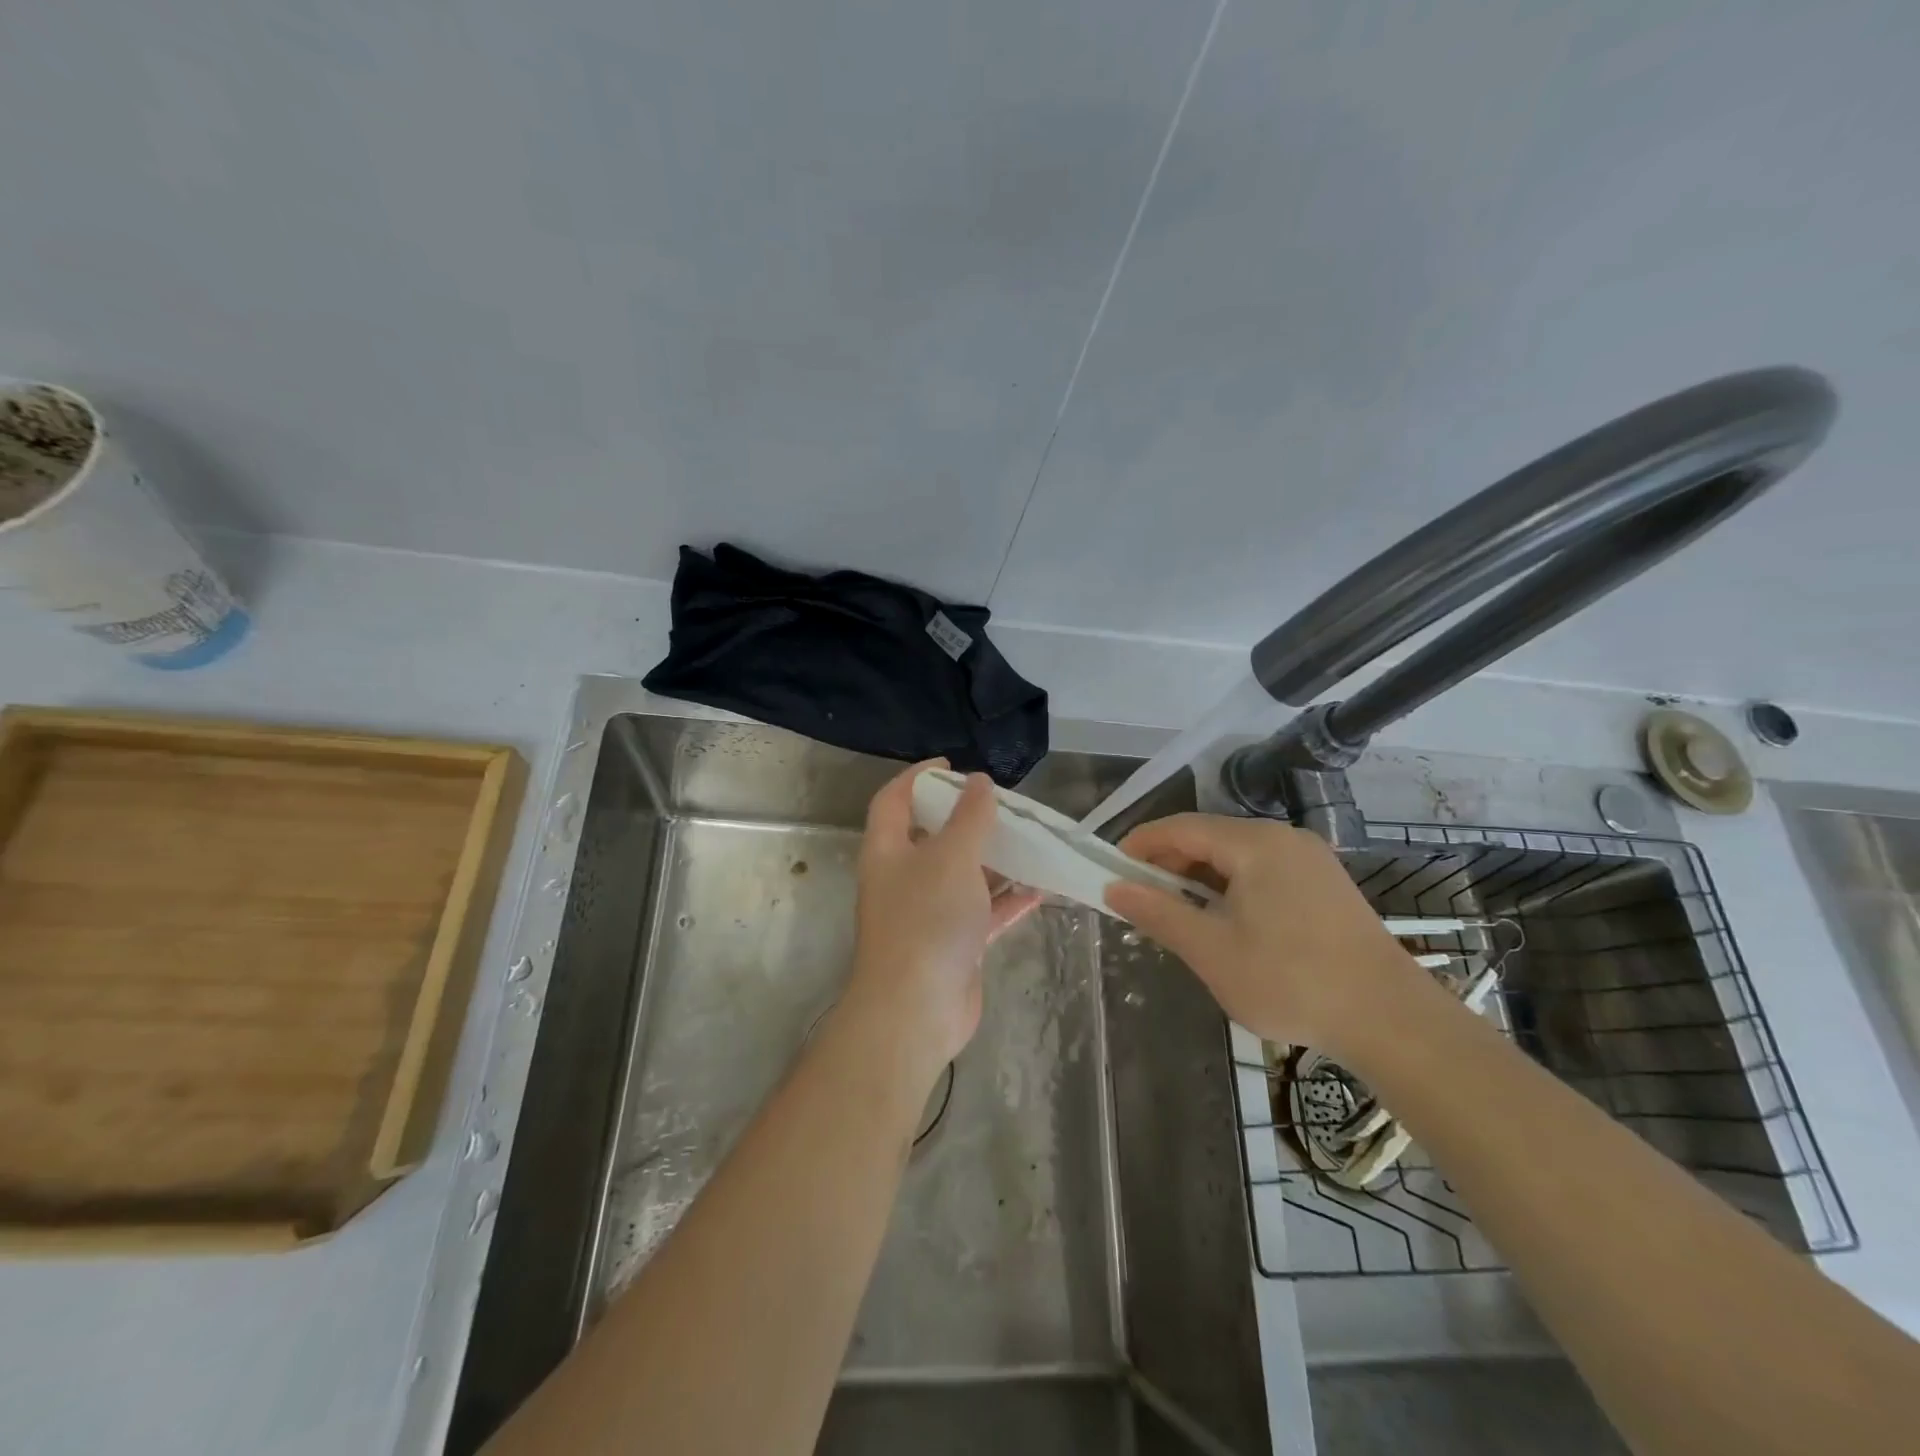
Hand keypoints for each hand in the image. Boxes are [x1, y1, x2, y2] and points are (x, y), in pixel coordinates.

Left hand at [842, 761, 1040, 1091]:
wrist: (915, 1011)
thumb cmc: (926, 920)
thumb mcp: (951, 857)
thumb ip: (969, 817)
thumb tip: (980, 782)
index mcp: (888, 850)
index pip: (895, 799)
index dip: (918, 776)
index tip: (953, 766)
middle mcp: (903, 878)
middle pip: (933, 836)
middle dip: (966, 819)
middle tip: (1002, 805)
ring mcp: (928, 913)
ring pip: (962, 875)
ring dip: (993, 860)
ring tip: (1029, 840)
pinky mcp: (953, 944)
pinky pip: (982, 912)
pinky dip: (1007, 900)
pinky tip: (1041, 888)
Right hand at [1105, 814, 1433, 1060]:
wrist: (1391, 1020)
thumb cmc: (1291, 981)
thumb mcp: (1211, 951)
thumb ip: (1158, 913)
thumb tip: (1115, 888)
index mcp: (1255, 843)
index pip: (1180, 828)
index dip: (1140, 844)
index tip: (1111, 870)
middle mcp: (1283, 838)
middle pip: (1209, 837)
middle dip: (1169, 865)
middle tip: (1142, 900)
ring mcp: (1310, 860)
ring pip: (1236, 856)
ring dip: (1199, 879)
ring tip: (1178, 916)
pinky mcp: (1325, 884)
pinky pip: (1263, 872)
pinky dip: (1231, 888)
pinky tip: (1225, 923)